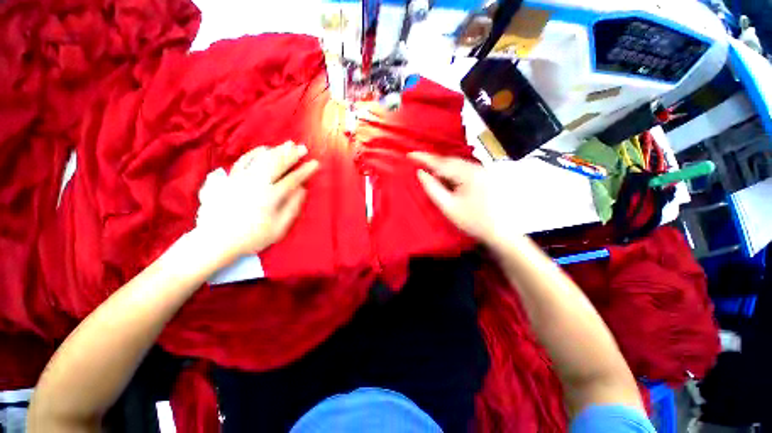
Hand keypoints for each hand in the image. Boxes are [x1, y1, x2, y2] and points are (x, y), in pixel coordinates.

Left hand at [195, 141, 318, 258]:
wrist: (216, 240)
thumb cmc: (252, 237)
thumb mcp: (279, 229)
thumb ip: (292, 208)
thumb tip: (302, 190)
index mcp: (271, 196)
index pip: (293, 179)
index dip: (305, 170)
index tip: (315, 163)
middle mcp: (257, 183)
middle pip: (278, 164)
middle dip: (293, 155)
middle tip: (303, 148)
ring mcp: (242, 179)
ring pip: (262, 159)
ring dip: (277, 150)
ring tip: (288, 144)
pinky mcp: (230, 179)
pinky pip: (243, 161)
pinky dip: (254, 153)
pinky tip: (263, 148)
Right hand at [409, 152, 519, 247]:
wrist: (500, 232)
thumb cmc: (472, 221)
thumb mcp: (448, 206)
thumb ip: (432, 188)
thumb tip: (421, 173)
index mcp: (467, 174)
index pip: (441, 163)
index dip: (424, 158)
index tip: (409, 154)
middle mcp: (476, 167)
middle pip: (449, 161)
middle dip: (433, 163)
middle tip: (418, 165)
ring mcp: (482, 171)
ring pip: (456, 165)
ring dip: (442, 169)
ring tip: (431, 175)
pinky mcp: (484, 177)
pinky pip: (463, 170)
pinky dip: (451, 173)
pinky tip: (447, 181)